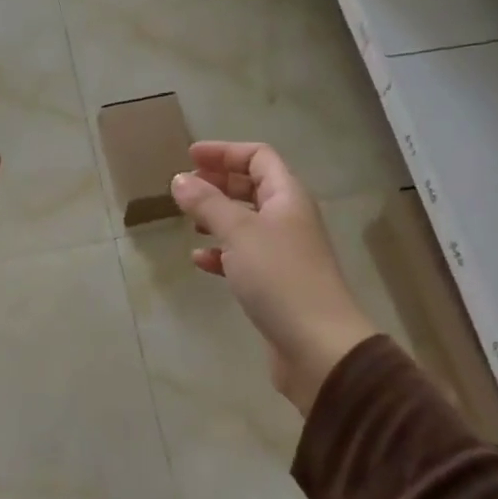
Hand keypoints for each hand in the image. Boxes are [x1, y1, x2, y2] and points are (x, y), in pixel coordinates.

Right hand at [172, 142, 377, 415]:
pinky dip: (222, 253)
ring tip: (189, 220)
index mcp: (288, 197)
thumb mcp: (239, 233)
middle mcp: (289, 219)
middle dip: (220, 182)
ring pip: (247, 222)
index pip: (259, 157)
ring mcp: (285, 253)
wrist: (318, 346)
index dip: (225, 152)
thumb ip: (207, 203)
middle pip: (254, 187)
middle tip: (186, 187)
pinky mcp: (276, 284)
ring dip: (218, 217)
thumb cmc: (280, 278)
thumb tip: (180, 179)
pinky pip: (245, 257)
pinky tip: (200, 261)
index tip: (190, 156)